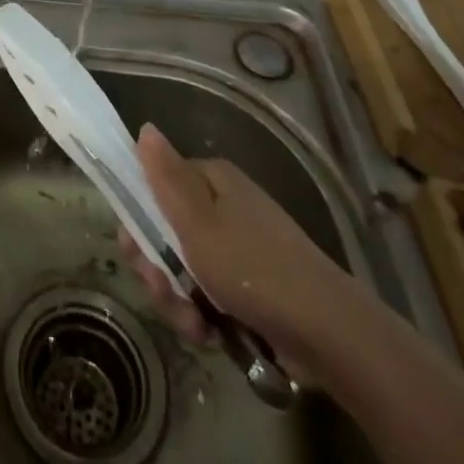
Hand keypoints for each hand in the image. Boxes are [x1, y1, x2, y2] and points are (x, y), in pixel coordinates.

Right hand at [118, 123, 357, 372]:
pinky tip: (211, 336)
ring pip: (184, 270)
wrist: (327, 332)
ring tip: (195, 327)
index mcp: (210, 180)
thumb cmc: (253, 268)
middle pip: (165, 232)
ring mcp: (238, 247)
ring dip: (179, 301)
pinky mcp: (249, 286)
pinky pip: (208, 295)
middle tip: (166, 293)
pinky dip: (204, 317)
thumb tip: (145, 127)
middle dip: (158, 271)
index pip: (155, 187)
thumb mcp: (197, 221)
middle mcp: (223, 205)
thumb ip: (165, 177)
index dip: (137, 220)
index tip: (136, 253)